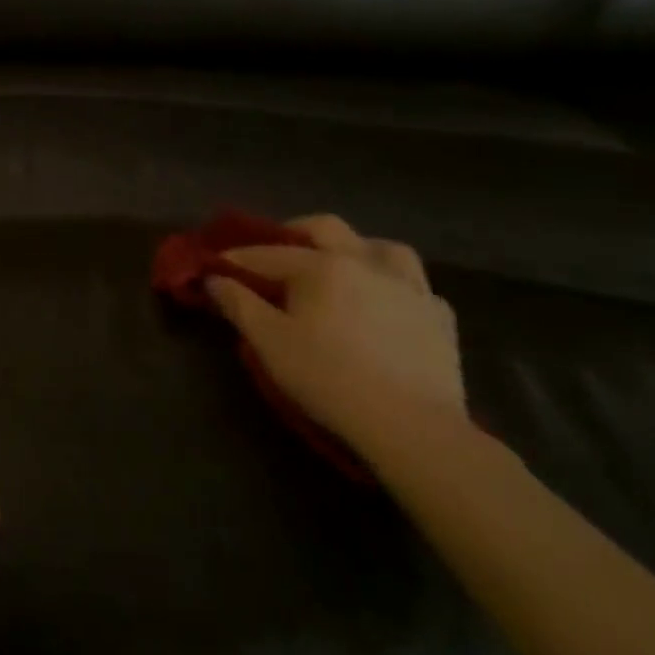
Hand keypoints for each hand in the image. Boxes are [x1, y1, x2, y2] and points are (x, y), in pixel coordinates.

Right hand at [205, 215, 469, 459]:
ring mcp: (409, 287)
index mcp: (322, 265)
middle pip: (326, 228)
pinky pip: (414, 285)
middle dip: (294, 231)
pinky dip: (394, 286)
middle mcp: (365, 262)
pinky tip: (385, 303)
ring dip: (356, 249)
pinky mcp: (440, 317)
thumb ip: (238, 304)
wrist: (412, 426)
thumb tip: (214, 278)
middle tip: (276, 252)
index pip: (267, 253)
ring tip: (341, 268)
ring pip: (382, 247)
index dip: (237, 257)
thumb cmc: (328, 378)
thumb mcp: (269, 342)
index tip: (215, 264)